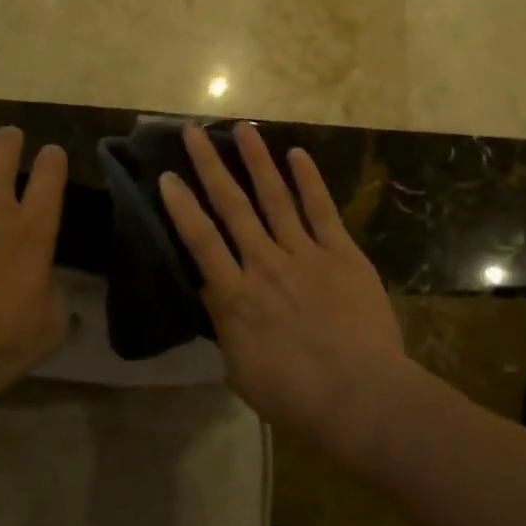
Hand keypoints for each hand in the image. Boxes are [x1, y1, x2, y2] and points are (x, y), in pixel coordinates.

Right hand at [158, 121, 413, 466]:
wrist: (359, 396)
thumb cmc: (295, 397)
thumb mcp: (241, 371)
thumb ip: (227, 328)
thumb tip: (215, 298)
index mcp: (235, 297)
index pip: (200, 241)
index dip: (181, 206)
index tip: (167, 175)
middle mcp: (264, 264)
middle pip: (232, 206)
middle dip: (210, 166)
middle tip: (194, 131)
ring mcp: (305, 254)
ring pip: (275, 197)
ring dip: (257, 160)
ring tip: (243, 128)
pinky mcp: (341, 253)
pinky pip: (322, 210)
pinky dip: (309, 180)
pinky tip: (297, 154)